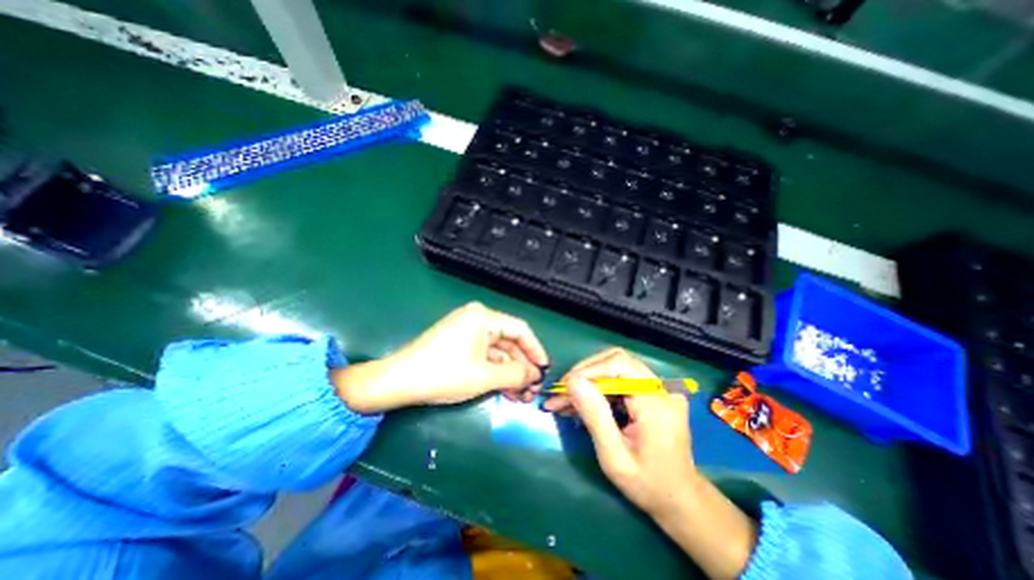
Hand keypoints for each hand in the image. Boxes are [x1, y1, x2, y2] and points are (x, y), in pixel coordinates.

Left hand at [338, 301, 547, 414]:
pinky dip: (495, 372)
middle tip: (532, 389)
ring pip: (498, 352)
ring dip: (509, 373)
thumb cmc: (443, 374)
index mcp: (483, 317)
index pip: (520, 330)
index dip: (536, 350)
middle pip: (509, 342)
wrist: (398, 381)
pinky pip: (485, 355)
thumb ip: (516, 374)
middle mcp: (477, 319)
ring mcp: (467, 331)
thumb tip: (535, 375)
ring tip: (520, 396)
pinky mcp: (460, 343)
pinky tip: (504, 390)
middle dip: (522, 367)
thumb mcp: (485, 376)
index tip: (545, 369)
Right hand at [543, 347, 693, 513]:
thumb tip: (573, 381)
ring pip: (616, 367)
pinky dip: (599, 387)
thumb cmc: (647, 484)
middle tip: (562, 393)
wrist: (680, 497)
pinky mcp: (654, 390)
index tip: (563, 388)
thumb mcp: (614, 457)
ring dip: (589, 380)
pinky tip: (582, 401)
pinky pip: (621, 378)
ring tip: (565, 399)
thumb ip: (594, 416)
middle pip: (617, 360)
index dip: (588, 370)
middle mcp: (663, 388)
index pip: (619, 365)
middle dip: (585, 373)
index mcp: (657, 403)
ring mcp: (661, 387)